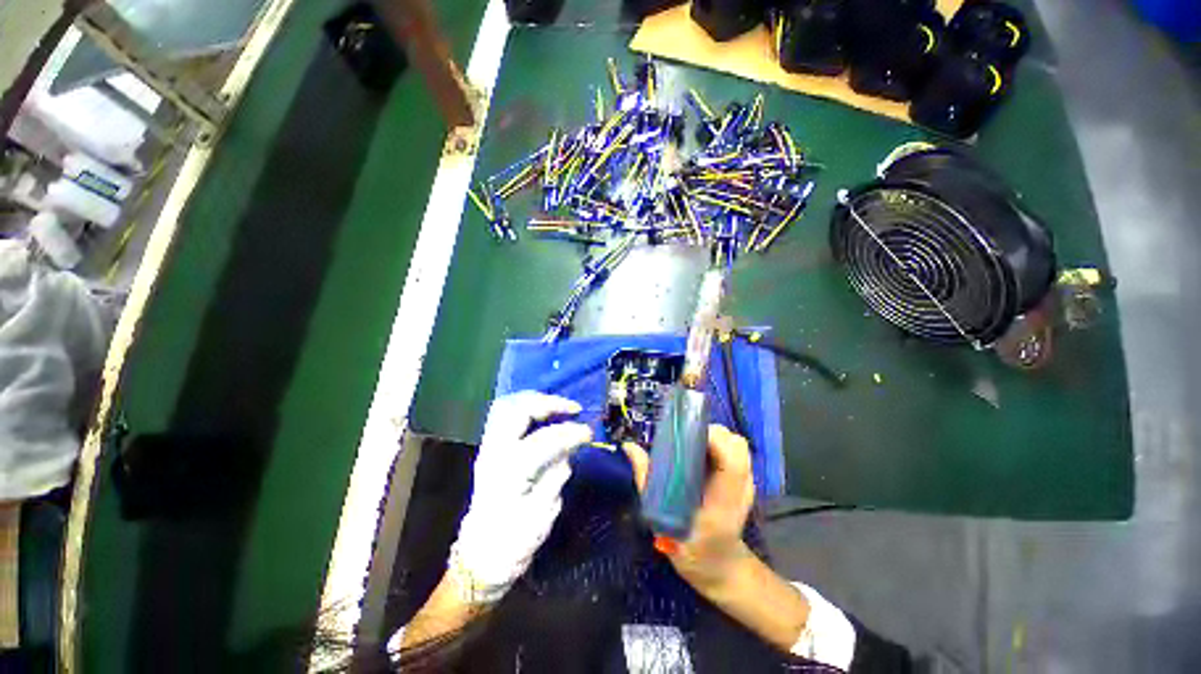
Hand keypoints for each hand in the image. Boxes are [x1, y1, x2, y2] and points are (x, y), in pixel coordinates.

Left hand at [450, 391, 591, 603]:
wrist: (482, 555)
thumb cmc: (514, 541)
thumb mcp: (543, 514)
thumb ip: (556, 475)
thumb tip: (570, 448)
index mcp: (509, 474)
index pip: (543, 440)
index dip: (570, 433)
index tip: (589, 433)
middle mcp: (494, 453)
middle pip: (518, 411)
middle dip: (549, 403)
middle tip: (573, 409)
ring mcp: (487, 448)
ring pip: (506, 406)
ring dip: (534, 400)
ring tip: (558, 405)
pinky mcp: (488, 448)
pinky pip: (502, 414)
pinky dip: (524, 406)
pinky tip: (541, 411)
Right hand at [623, 424, 755, 595]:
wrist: (723, 569)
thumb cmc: (694, 553)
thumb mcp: (662, 523)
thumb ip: (647, 483)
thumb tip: (630, 447)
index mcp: (724, 501)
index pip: (731, 460)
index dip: (712, 439)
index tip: (685, 435)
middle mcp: (741, 488)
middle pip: (735, 444)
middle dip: (710, 433)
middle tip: (684, 440)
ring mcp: (746, 484)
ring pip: (736, 443)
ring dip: (714, 437)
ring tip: (690, 445)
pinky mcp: (743, 481)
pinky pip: (734, 450)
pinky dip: (717, 444)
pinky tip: (699, 456)